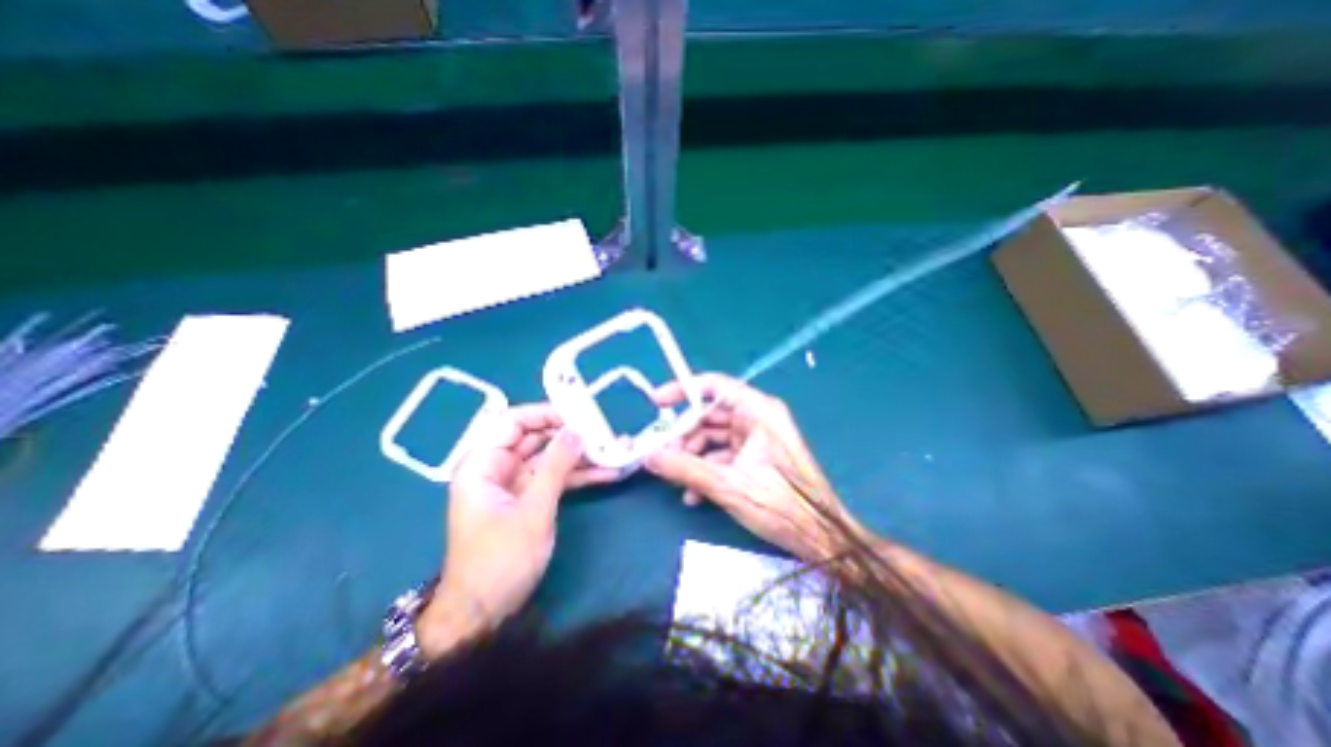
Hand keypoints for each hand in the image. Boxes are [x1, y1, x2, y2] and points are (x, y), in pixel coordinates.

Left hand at [418, 407, 620, 656]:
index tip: (579, 413)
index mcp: (483, 464)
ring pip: (551, 457)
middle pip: (536, 437)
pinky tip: (608, 473)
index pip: (513, 422)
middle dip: (571, 434)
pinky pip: (556, 478)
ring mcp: (516, 483)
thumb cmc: (499, 561)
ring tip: (614, 448)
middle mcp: (498, 467)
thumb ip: (555, 467)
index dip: (545, 413)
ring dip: (581, 455)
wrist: (484, 614)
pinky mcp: (531, 498)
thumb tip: (577, 431)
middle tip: (604, 430)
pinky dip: (579, 475)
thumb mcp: (532, 511)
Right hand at [644, 378, 864, 563]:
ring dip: (692, 457)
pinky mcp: (756, 458)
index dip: (683, 390)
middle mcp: (758, 419)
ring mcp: (757, 439)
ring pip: (713, 438)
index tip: (657, 402)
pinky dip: (706, 469)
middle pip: (710, 415)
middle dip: (684, 435)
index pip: (715, 386)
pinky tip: (694, 494)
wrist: (820, 539)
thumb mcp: (728, 485)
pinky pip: (723, 455)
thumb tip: (649, 456)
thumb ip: (684, 468)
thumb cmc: (782, 506)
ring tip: (675, 478)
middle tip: (661, 453)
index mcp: (758, 411)